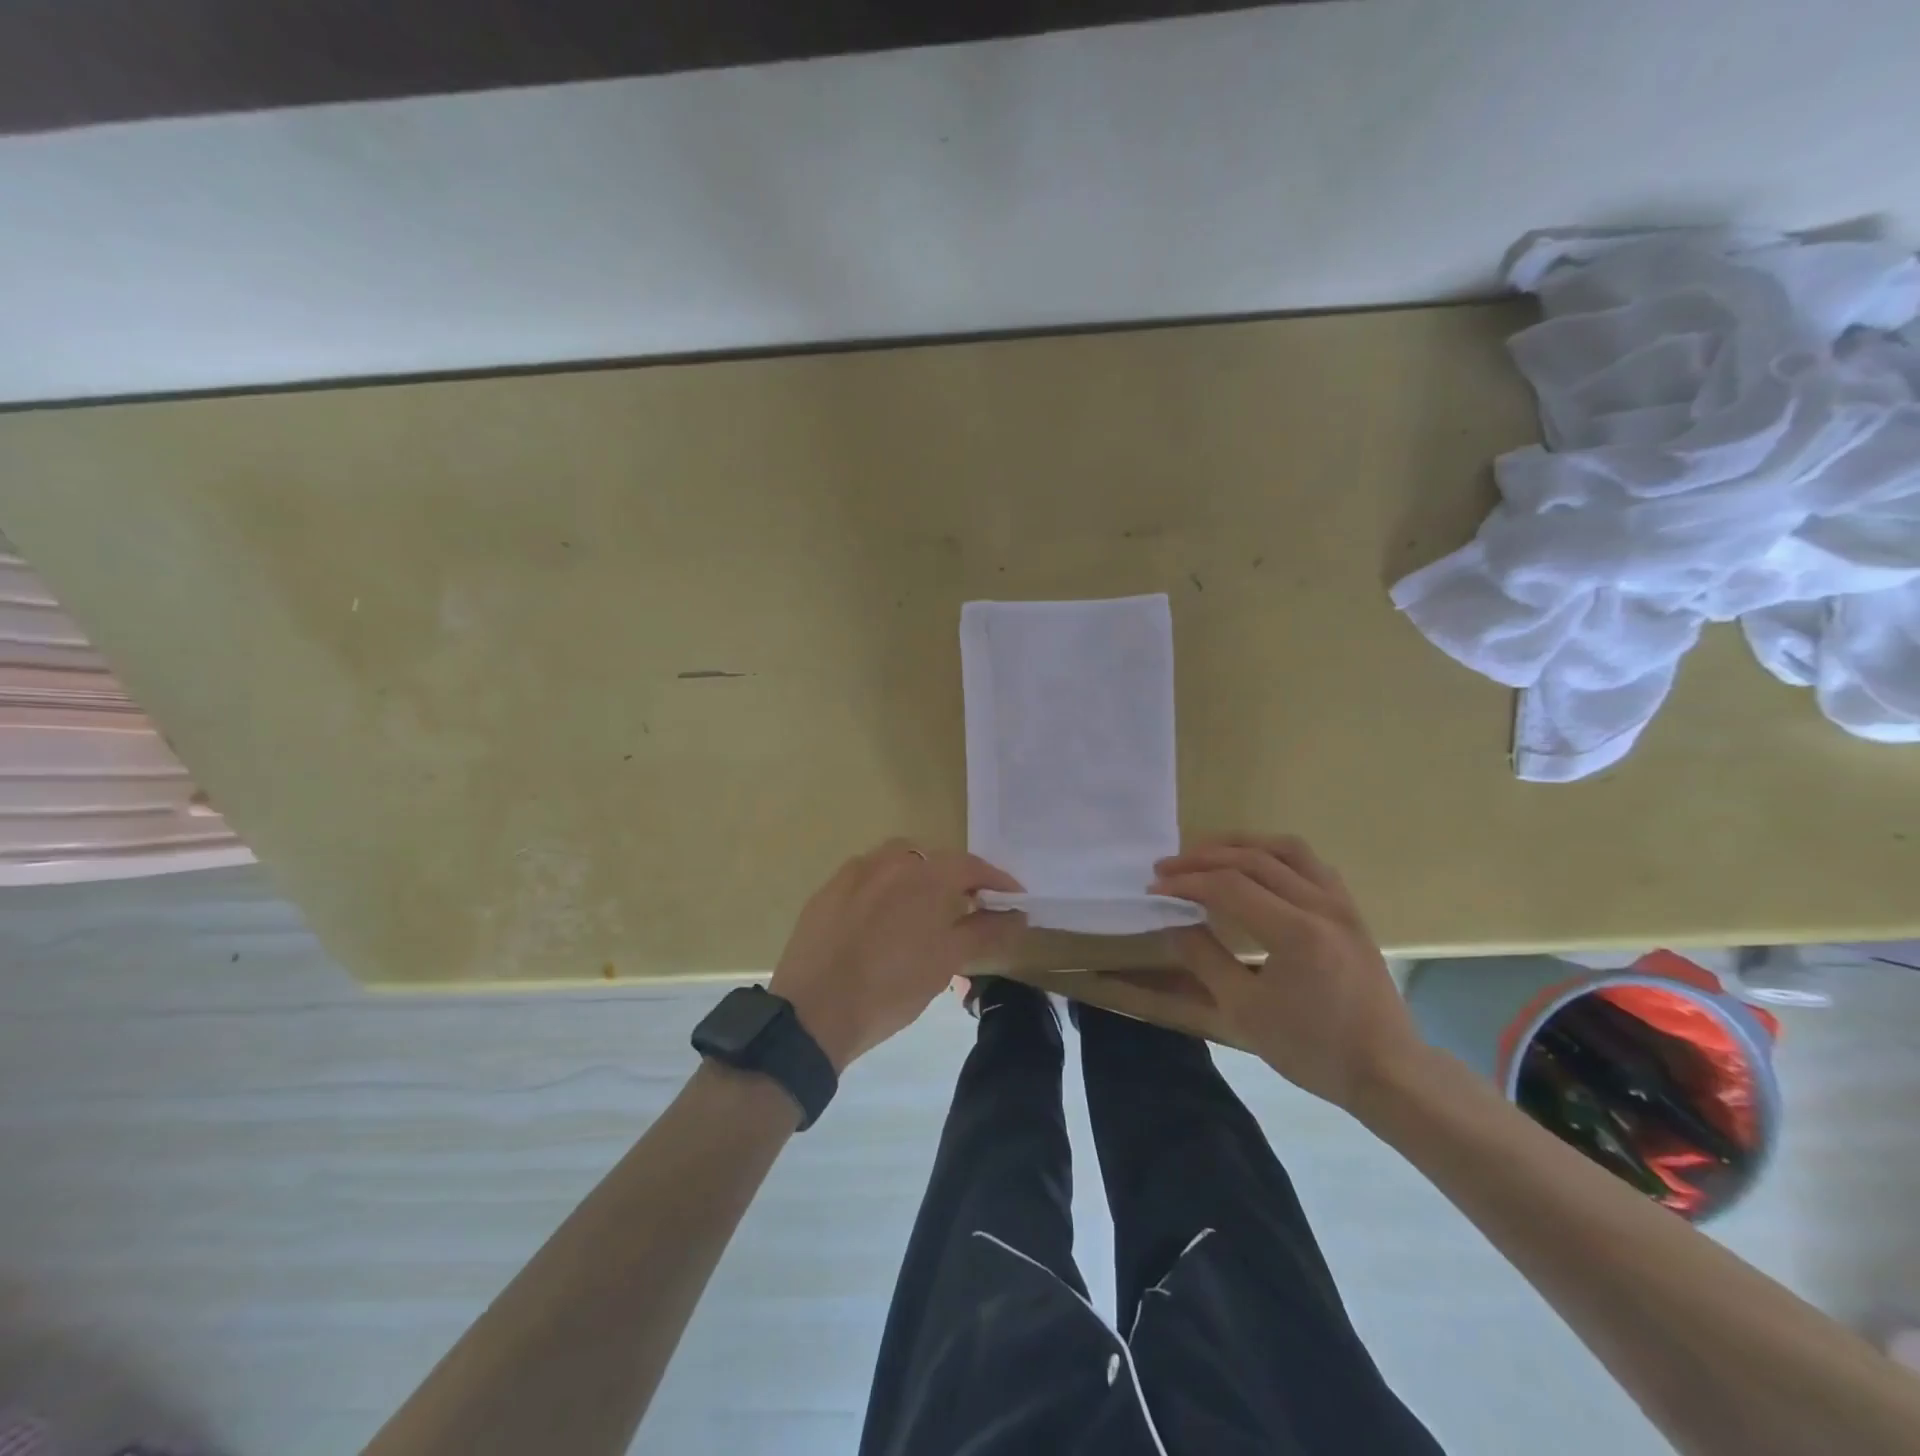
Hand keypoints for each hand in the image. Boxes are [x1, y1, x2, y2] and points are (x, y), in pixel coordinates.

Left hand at [768, 839, 1024, 1072]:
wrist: (813, 1012)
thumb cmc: (891, 988)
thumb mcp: (947, 961)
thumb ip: (986, 931)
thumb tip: (1018, 914)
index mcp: (925, 874)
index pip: (972, 865)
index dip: (997, 881)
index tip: (1013, 899)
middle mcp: (890, 860)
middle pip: (935, 860)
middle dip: (957, 880)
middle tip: (971, 908)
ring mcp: (854, 872)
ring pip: (899, 864)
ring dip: (920, 881)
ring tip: (926, 911)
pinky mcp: (828, 890)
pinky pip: (868, 878)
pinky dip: (887, 890)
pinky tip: (885, 919)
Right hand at [1149, 834, 1422, 1109]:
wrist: (1386, 1072)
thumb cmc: (1312, 1048)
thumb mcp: (1245, 1011)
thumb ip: (1206, 960)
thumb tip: (1176, 923)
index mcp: (1295, 932)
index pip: (1229, 886)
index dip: (1187, 882)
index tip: (1155, 889)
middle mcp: (1321, 905)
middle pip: (1253, 859)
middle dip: (1203, 858)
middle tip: (1167, 867)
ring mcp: (1341, 905)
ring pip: (1286, 850)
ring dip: (1240, 845)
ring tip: (1207, 853)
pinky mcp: (1351, 911)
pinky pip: (1311, 863)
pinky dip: (1274, 855)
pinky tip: (1256, 867)